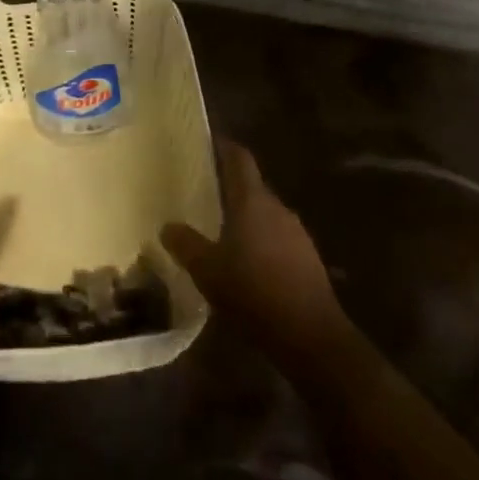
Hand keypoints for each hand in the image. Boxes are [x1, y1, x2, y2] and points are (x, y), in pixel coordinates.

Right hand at [162, 140, 350, 365]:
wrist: (311, 336)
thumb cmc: (253, 292)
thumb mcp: (207, 270)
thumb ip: (185, 244)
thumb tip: (167, 225)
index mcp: (252, 200)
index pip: (239, 159)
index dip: (224, 147)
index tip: (208, 142)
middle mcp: (277, 208)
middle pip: (251, 187)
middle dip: (229, 188)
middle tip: (203, 194)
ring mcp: (297, 233)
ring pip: (265, 215)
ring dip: (245, 219)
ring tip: (221, 233)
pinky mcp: (308, 259)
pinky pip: (277, 239)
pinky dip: (260, 243)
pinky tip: (247, 266)